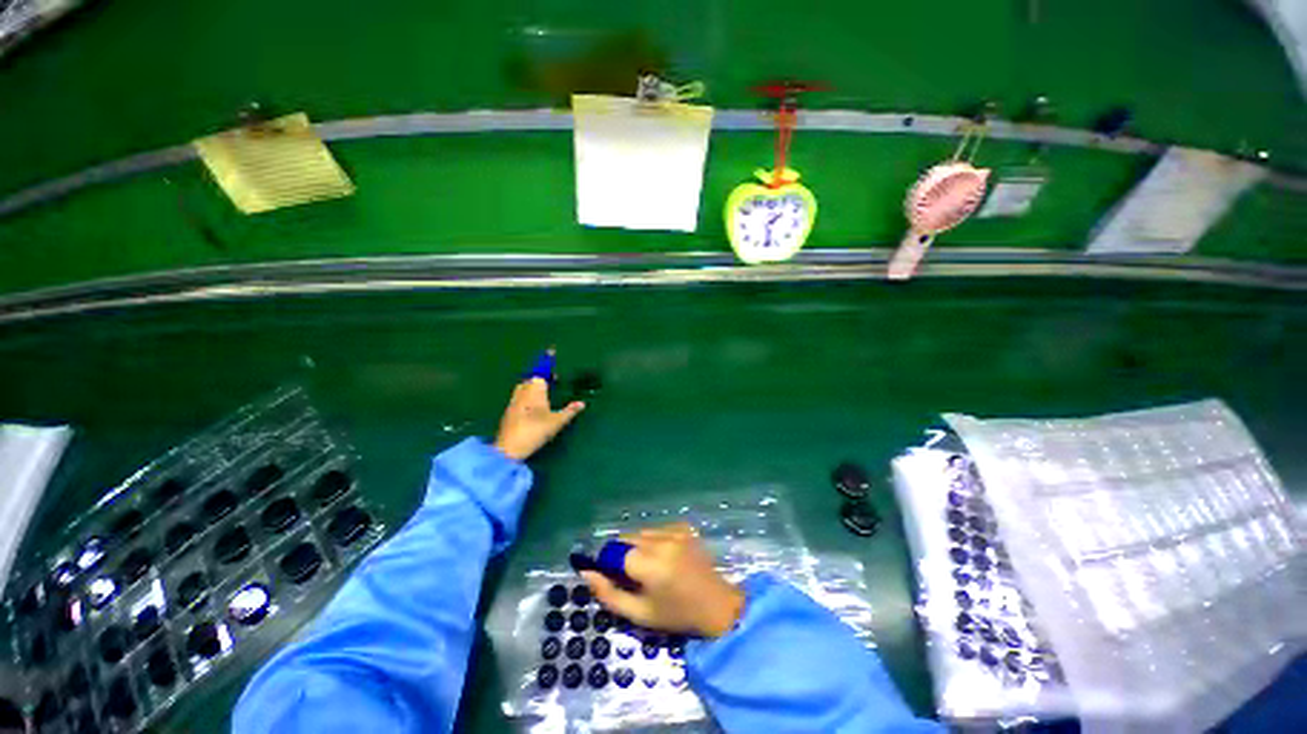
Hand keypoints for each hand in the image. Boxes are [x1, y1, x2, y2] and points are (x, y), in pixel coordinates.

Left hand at [493, 378, 584, 460]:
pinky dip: (524, 401)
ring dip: (530, 390)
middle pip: (529, 381)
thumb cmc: (536, 430)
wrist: (510, 448)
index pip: (539, 376)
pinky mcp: (507, 413)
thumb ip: (570, 411)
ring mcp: (513, 403)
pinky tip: (530, 411)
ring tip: (541, 398)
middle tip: (549, 387)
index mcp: (535, 391)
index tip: (555, 377)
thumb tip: (582, 403)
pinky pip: (517, 400)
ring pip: (521, 390)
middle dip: (537, 381)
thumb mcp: (557, 422)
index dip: (547, 374)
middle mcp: (522, 393)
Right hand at [582, 524, 744, 637]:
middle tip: (631, 576)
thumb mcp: (639, 614)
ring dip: (637, 546)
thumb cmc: (676, 615)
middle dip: (622, 554)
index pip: (614, 552)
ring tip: (650, 567)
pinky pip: (658, 529)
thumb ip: (609, 594)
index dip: (607, 563)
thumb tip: (586, 573)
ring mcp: (675, 531)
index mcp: (650, 564)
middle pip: (627, 538)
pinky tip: (664, 557)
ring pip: (641, 532)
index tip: (610, 576)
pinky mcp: (684, 527)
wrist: (717, 605)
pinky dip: (654, 540)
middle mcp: (661, 541)